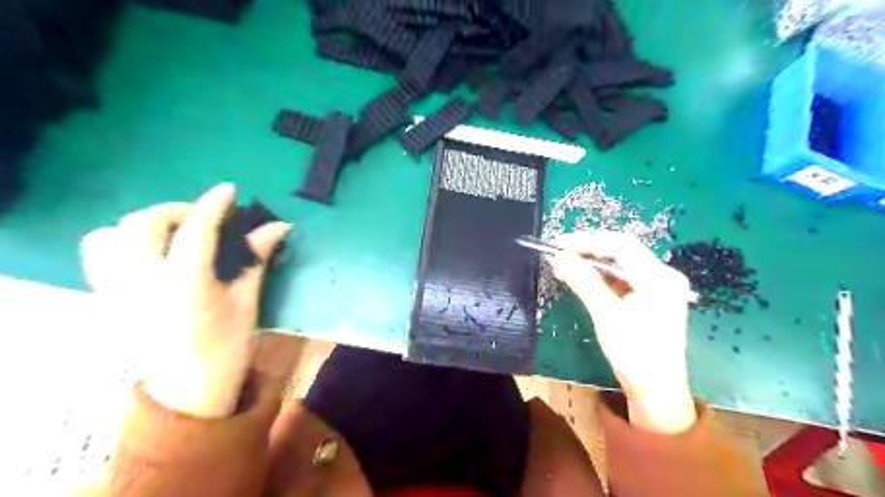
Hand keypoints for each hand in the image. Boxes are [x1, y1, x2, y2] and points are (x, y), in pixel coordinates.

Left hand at [80, 184, 293, 416]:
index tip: (229, 190)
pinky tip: (149, 251)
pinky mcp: (106, 298)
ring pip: (111, 235)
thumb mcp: (247, 301)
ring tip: (172, 231)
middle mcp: (142, 283)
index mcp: (185, 286)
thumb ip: (256, 258)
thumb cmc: (227, 347)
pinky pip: (98, 254)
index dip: (214, 205)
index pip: (196, 230)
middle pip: (145, 224)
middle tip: (204, 217)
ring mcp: (117, 291)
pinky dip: (121, 240)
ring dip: (145, 223)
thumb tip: (278, 226)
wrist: (187, 390)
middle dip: (177, 210)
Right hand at [551, 232, 693, 432]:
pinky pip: (622, 277)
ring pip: (620, 263)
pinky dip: (600, 275)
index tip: (557, 244)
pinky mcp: (650, 296)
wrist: (657, 391)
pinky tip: (581, 276)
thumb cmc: (635, 355)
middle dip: (588, 249)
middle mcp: (663, 275)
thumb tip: (558, 257)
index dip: (586, 241)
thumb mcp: (606, 316)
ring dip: (592, 262)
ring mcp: (658, 286)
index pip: (620, 246)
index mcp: (659, 278)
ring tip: (564, 263)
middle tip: (558, 252)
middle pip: (621, 251)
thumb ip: (584, 282)